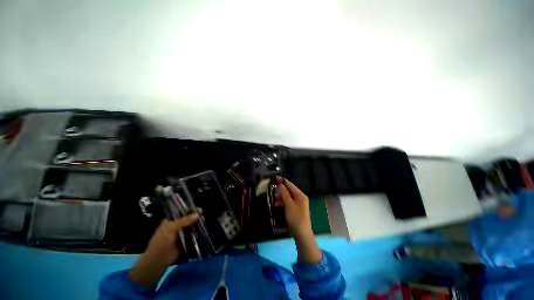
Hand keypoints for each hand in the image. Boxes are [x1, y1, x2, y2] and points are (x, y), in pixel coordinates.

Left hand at [129, 213, 198, 286]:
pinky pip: (193, 233)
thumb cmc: (162, 242)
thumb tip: (198, 214)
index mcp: (171, 220)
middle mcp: (177, 225)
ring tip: (204, 222)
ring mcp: (182, 232)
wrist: (159, 260)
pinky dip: (198, 231)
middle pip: (189, 218)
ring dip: (198, 223)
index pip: (182, 211)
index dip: (190, 209)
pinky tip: (203, 229)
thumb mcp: (171, 229)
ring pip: (192, 225)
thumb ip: (184, 221)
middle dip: (196, 216)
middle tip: (203, 216)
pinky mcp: (186, 240)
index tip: (199, 210)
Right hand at [276, 177, 312, 238]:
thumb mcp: (289, 205)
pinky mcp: (296, 209)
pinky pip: (288, 202)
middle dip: (281, 190)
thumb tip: (280, 184)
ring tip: (274, 199)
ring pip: (288, 196)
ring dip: (281, 196)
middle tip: (272, 190)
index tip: (275, 177)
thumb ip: (284, 194)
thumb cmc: (295, 218)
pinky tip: (277, 204)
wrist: (302, 234)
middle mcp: (300, 198)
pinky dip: (283, 202)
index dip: (283, 181)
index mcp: (300, 195)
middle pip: (289, 190)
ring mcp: (299, 204)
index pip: (291, 185)